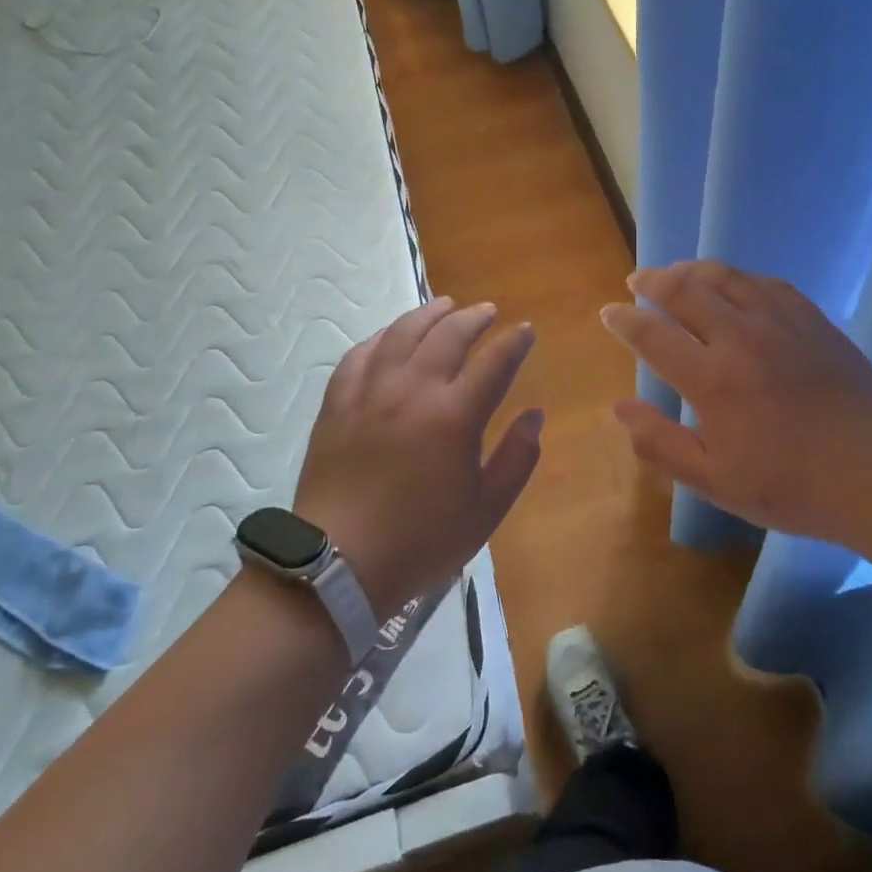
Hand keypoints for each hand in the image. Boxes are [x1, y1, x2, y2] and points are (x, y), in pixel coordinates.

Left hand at [292, 296, 541, 614]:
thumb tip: (534, 416)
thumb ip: (517, 458)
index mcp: (455, 416)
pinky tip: (391, 336)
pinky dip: (382, 337)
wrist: (339, 565)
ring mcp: (370, 392)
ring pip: (402, 333)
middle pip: (448, 335)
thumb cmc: (422, 541)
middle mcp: (413, 390)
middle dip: (474, 317)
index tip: (526, 331)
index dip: (515, 341)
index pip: (495, 362)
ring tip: (444, 306)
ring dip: (429, 314)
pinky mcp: (338, 403)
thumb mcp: (486, 510)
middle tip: (488, 312)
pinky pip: (360, 354)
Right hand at [600, 261, 871, 545]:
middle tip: (636, 281)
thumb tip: (619, 408)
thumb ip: (659, 443)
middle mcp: (740, 337)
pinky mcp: (812, 320)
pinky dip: (738, 277)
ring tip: (675, 272)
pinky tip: (733, 283)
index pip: (651, 334)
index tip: (609, 313)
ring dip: (692, 270)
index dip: (623, 320)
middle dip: (652, 281)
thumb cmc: (791, 486)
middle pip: (684, 290)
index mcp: (711, 379)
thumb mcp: (714, 480)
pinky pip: (766, 282)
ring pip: (725, 277)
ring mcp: (780, 323)